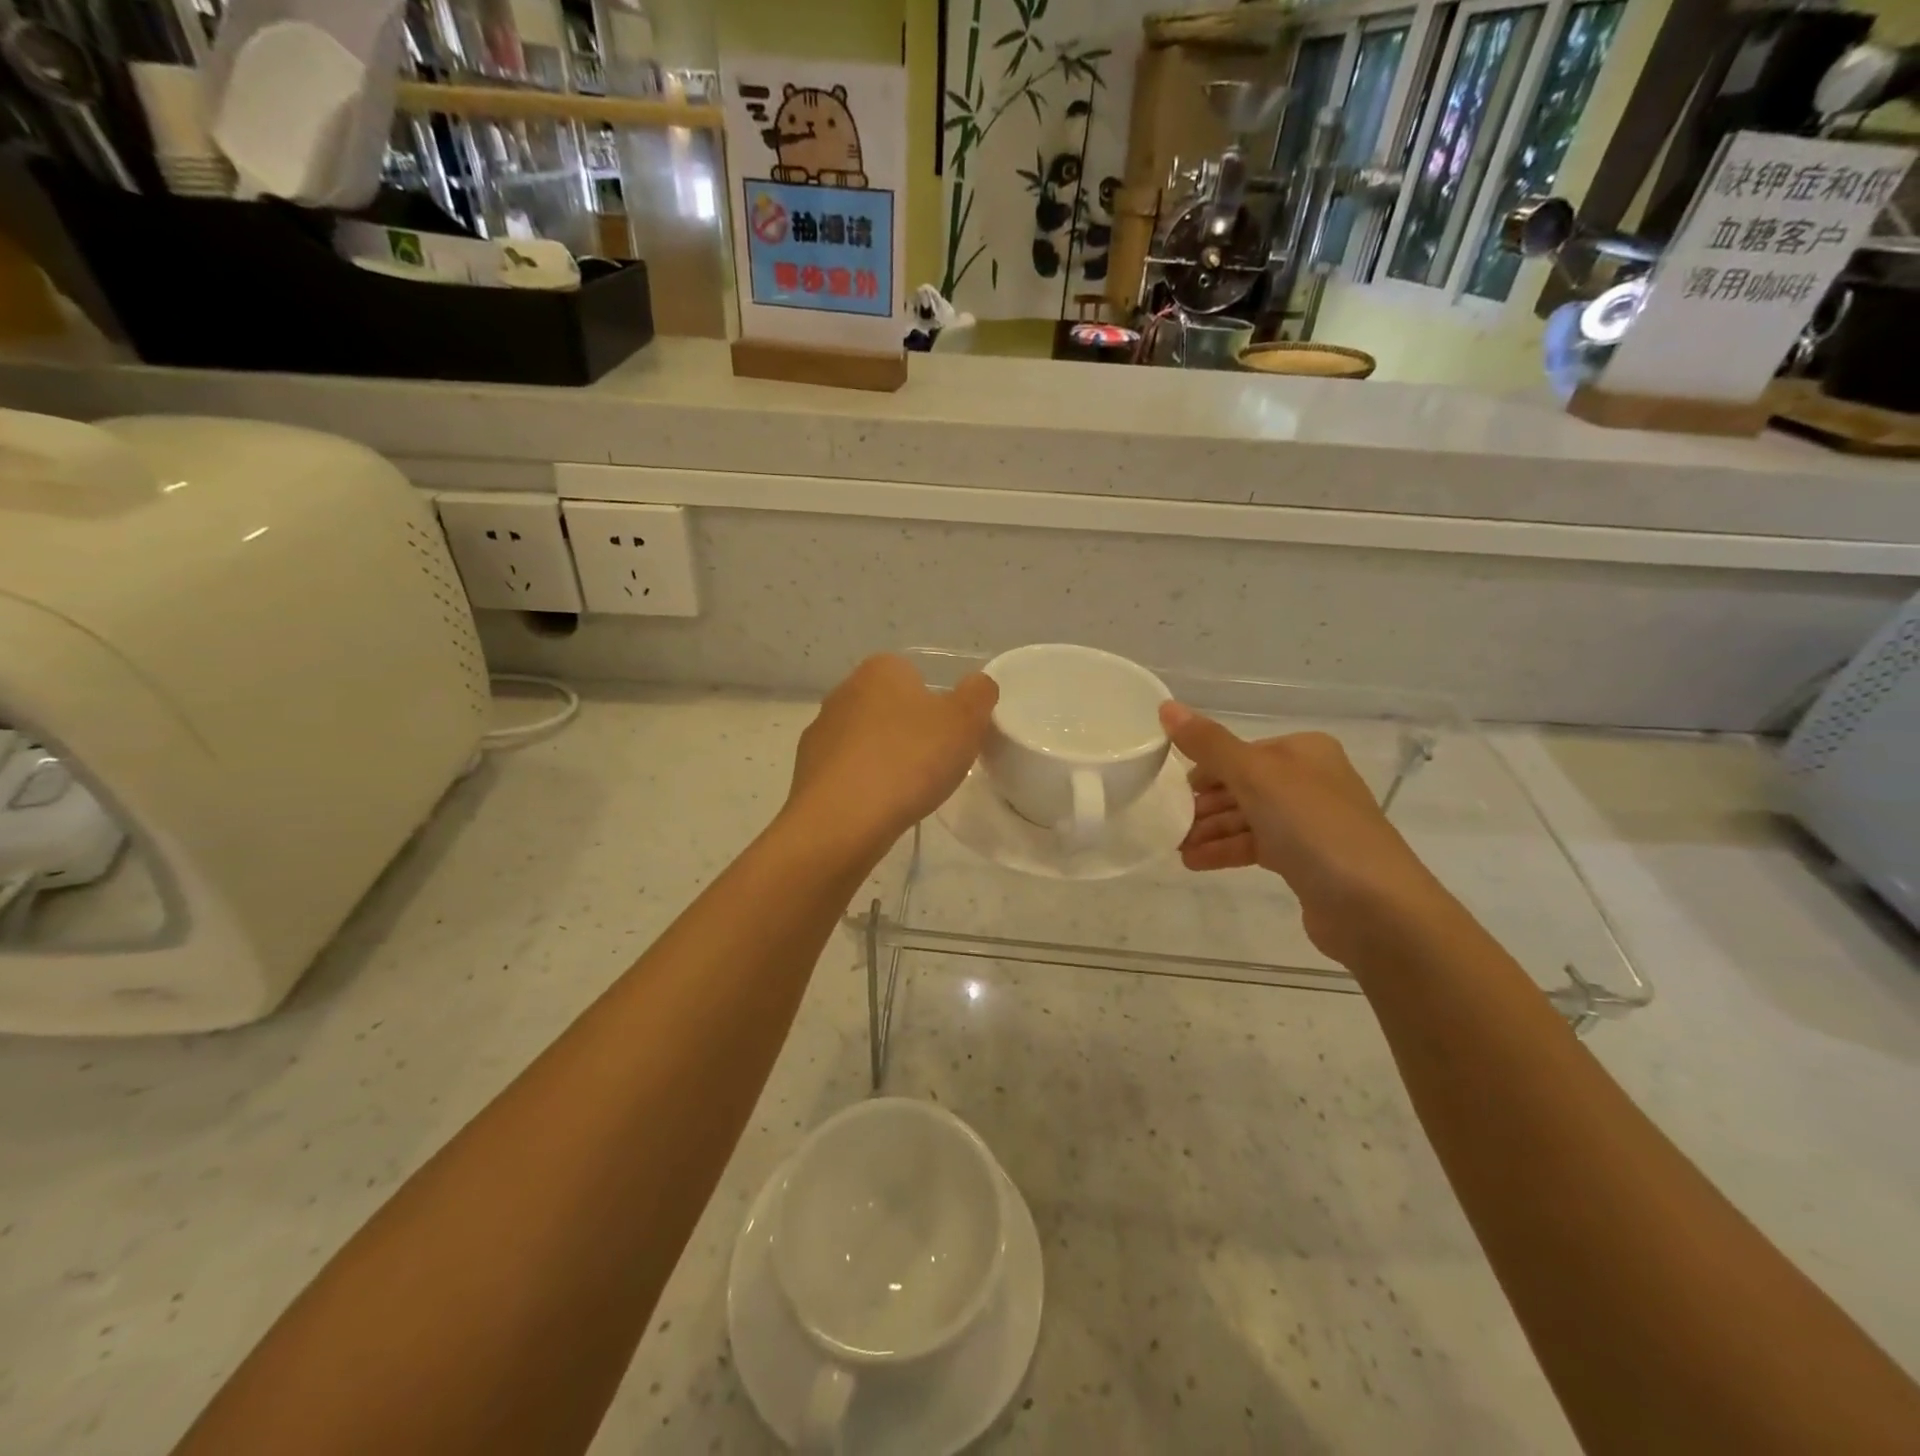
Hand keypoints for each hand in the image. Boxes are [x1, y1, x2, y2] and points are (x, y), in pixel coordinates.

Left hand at [785, 655, 997, 851]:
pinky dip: (862, 785)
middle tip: (933, 764)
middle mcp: (843, 691)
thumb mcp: (965, 721)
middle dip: (909, 731)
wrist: (842, 820)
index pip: (915, 675)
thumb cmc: (909, 760)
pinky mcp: (807, 770)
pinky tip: (877, 807)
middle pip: (889, 708)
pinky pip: (846, 772)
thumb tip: (977, 684)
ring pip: (865, 740)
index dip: (937, 706)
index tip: (949, 737)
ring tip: (906, 792)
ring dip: (884, 758)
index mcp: (880, 670)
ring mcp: (820, 731)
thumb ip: (978, 694)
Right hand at [1160, 701, 1451, 964]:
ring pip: (1246, 819)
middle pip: (1241, 785)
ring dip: (1208, 830)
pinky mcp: (1307, 862)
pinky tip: (1194, 862)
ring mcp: (1310, 824)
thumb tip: (1166, 707)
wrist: (1375, 907)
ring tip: (1175, 847)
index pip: (1240, 751)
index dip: (1204, 768)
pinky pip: (1255, 847)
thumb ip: (1209, 744)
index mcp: (1303, 751)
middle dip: (1202, 804)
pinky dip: (1225, 851)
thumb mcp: (1256, 776)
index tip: (1168, 789)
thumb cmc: (1314, 827)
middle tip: (1167, 822)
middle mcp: (1309, 781)